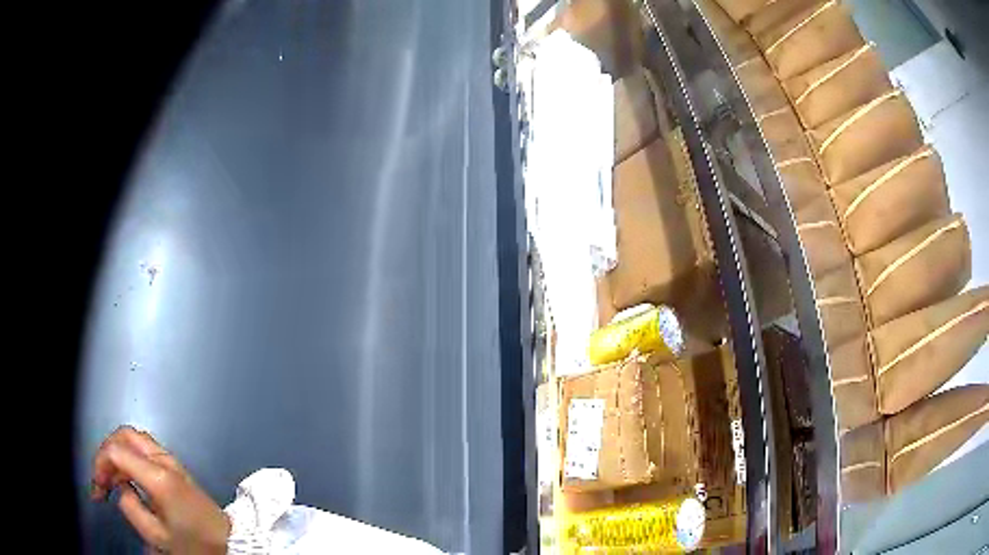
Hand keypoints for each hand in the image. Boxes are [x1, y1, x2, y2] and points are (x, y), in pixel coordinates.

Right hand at [91, 426, 230, 553]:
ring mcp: (171, 460)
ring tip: (111, 481)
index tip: (97, 490)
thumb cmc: (194, 544)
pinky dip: (129, 457)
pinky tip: (126, 479)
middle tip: (102, 481)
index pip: (116, 451)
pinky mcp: (175, 466)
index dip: (99, 465)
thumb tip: (120, 488)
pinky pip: (144, 449)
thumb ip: (130, 508)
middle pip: (123, 436)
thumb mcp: (157, 536)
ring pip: (134, 440)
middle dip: (106, 454)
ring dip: (117, 454)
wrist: (229, 543)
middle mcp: (163, 459)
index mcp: (157, 475)